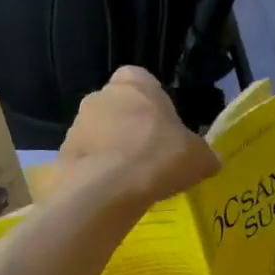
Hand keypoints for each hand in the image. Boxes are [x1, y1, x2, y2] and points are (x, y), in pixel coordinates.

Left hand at [57, 67, 219, 207]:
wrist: (108, 189)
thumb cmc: (159, 158)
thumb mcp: (198, 158)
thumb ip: (204, 155)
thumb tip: (211, 161)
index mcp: (134, 82)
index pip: (143, 82)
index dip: (154, 107)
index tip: (164, 132)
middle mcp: (101, 94)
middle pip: (119, 109)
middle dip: (131, 130)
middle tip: (149, 160)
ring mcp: (77, 123)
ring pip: (100, 134)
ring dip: (112, 151)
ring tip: (130, 182)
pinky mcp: (64, 153)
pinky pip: (86, 160)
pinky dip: (97, 173)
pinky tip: (111, 193)